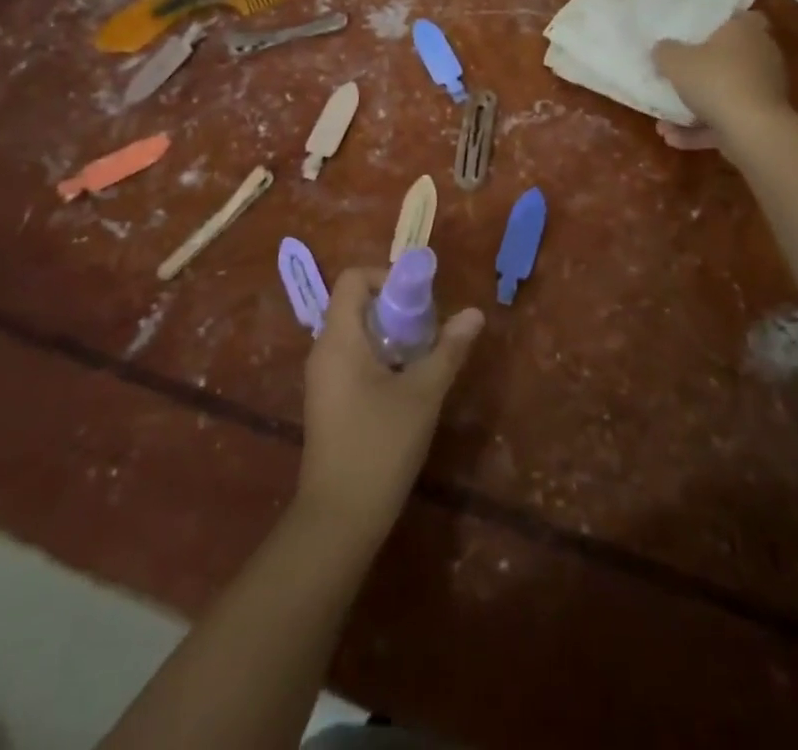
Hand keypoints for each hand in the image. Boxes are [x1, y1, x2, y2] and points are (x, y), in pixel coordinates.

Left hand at [297, 266, 483, 535]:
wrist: (338, 519)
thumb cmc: (380, 445)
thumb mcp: (423, 393)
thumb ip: (448, 349)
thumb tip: (475, 313)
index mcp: (339, 338)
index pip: (353, 279)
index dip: (387, 277)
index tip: (420, 300)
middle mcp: (323, 350)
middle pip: (355, 304)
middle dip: (396, 308)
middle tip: (429, 329)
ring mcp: (322, 378)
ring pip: (356, 334)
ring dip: (390, 335)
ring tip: (424, 357)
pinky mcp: (327, 401)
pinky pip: (352, 359)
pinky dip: (379, 357)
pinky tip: (406, 386)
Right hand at [652, 11, 789, 150]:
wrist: (752, 131)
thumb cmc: (715, 81)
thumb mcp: (675, 61)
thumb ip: (665, 51)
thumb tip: (663, 48)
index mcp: (745, 32)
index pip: (743, 17)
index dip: (723, 24)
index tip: (700, 33)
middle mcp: (761, 57)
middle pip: (732, 58)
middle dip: (704, 70)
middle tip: (678, 75)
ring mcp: (764, 90)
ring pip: (725, 94)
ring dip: (696, 107)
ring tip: (664, 122)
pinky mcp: (762, 120)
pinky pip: (727, 120)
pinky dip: (702, 129)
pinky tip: (673, 138)